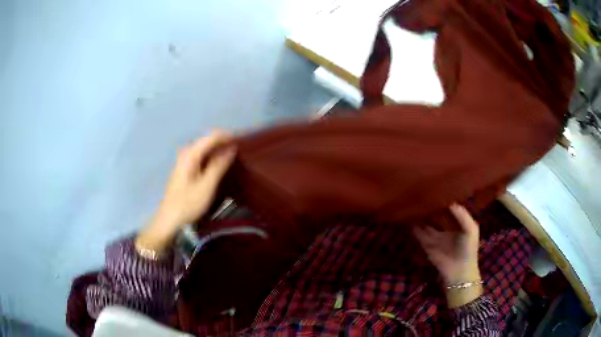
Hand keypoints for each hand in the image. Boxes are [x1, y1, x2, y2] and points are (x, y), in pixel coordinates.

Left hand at [136, 131, 235, 252]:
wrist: (170, 219)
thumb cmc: (188, 203)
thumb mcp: (206, 186)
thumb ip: (218, 166)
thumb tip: (231, 148)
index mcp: (191, 155)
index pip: (212, 136)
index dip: (228, 136)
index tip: (244, 140)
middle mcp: (186, 153)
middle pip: (208, 140)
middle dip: (224, 141)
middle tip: (241, 149)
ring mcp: (184, 161)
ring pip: (205, 148)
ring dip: (219, 149)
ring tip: (234, 155)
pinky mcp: (185, 169)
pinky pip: (201, 156)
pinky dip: (212, 157)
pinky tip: (220, 164)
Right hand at [414, 203, 481, 307]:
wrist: (459, 271)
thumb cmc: (468, 249)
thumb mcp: (471, 228)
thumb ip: (462, 214)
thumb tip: (449, 201)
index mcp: (458, 223)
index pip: (450, 209)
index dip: (444, 200)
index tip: (437, 188)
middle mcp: (446, 228)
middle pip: (437, 215)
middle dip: (431, 207)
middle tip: (422, 193)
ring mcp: (435, 237)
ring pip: (426, 223)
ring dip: (421, 216)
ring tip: (413, 203)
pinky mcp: (427, 245)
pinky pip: (419, 234)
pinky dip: (414, 227)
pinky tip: (408, 218)